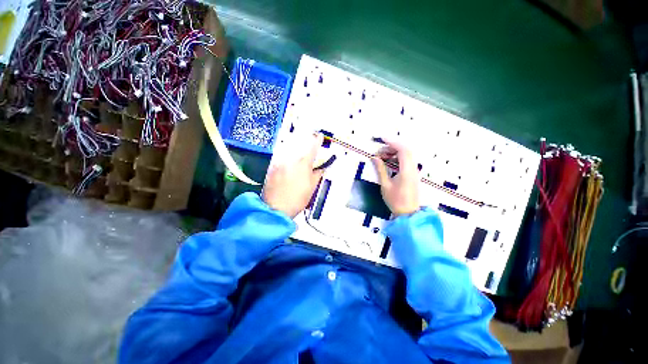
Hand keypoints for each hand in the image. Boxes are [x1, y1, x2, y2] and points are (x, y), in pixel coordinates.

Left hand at [262, 134, 325, 217]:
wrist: (276, 208)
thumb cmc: (297, 199)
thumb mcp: (312, 188)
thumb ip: (317, 175)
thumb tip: (321, 168)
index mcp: (303, 165)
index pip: (313, 149)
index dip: (317, 141)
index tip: (320, 136)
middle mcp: (291, 160)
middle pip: (299, 145)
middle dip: (305, 141)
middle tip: (309, 140)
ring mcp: (279, 163)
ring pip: (289, 149)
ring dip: (295, 147)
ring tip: (298, 148)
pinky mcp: (272, 167)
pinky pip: (280, 156)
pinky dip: (285, 155)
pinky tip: (288, 159)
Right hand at [372, 139, 419, 215]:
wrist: (408, 213)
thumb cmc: (395, 201)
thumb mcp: (385, 185)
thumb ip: (380, 169)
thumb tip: (374, 157)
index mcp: (407, 171)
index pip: (403, 150)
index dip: (392, 142)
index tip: (381, 139)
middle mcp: (413, 168)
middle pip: (405, 150)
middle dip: (391, 148)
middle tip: (378, 153)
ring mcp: (414, 171)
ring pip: (406, 155)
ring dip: (394, 153)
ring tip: (381, 158)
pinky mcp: (413, 174)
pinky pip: (406, 161)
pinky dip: (397, 158)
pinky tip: (388, 163)